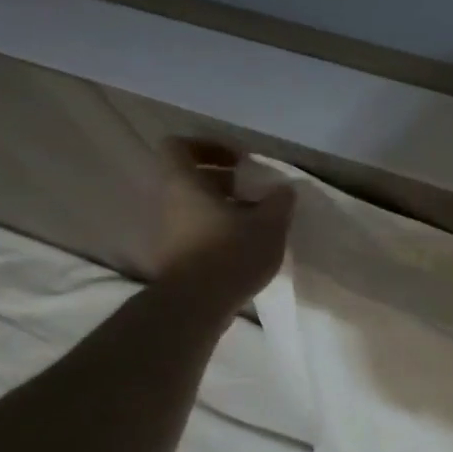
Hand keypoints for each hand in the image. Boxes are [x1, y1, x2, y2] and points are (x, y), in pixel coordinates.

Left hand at [148, 139, 294, 301]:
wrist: (197, 305)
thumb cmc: (231, 252)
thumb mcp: (269, 224)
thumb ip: (279, 202)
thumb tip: (284, 189)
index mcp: (185, 183)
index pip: (179, 146)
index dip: (208, 146)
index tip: (239, 161)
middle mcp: (169, 202)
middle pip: (190, 178)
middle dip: (223, 181)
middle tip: (254, 192)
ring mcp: (168, 231)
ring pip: (194, 206)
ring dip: (223, 208)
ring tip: (256, 222)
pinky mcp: (175, 256)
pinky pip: (196, 231)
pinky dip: (218, 231)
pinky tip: (246, 246)